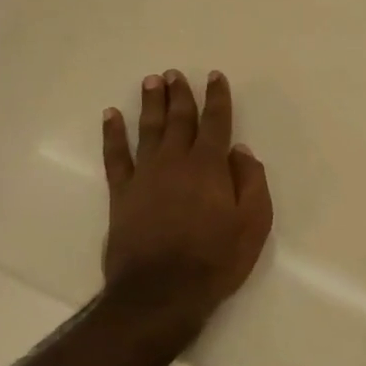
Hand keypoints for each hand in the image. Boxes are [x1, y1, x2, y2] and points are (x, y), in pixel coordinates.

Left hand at [101, 70, 272, 324]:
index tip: (214, 77)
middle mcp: (176, 162)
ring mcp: (145, 176)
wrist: (162, 291)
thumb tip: (241, 151)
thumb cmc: (216, 259)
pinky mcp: (122, 193)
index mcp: (210, 167)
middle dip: (180, 94)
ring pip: (148, 130)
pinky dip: (113, 134)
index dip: (217, 98)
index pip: (216, 123)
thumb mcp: (254, 224)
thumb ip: (251, 182)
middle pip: (179, 120)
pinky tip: (111, 116)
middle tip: (176, 73)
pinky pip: (115, 156)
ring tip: (152, 81)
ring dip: (151, 103)